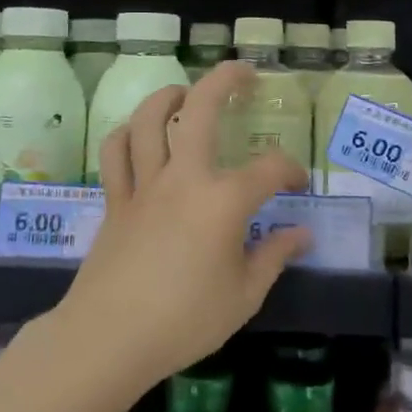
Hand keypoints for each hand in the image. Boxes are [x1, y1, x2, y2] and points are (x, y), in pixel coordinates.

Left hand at [55, 60, 310, 392]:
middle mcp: (183, 178)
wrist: (110, 338)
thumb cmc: (185, 321)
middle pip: (200, 109)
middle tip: (244, 73)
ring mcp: (144, 184)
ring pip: (147, 120)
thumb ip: (274, 257)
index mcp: (223, 201)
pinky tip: (137, 134)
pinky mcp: (116, 199)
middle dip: (224, 80)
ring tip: (183, 92)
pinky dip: (125, 134)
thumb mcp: (244, 296)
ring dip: (167, 96)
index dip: (289, 170)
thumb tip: (302, 234)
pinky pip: (114, 153)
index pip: (268, 169)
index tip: (297, 183)